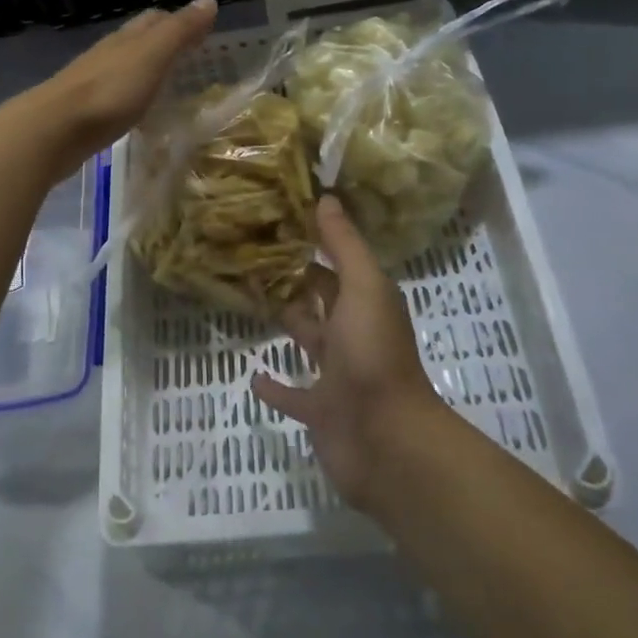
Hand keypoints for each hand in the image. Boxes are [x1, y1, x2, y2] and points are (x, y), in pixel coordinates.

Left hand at [21, 0, 218, 178]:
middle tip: (192, 59)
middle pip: (138, 41)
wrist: (54, 130)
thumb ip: (179, 31)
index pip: (155, 19)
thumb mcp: (152, 57)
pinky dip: (132, 98)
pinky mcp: (84, 111)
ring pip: (125, 68)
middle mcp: (108, 54)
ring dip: (146, 72)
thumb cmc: (109, 91)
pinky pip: (115, 96)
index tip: (203, 32)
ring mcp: (93, 82)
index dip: (179, 21)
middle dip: (163, 44)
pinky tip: (139, 113)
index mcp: (126, 38)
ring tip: (170, 86)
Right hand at [253, 195, 447, 513]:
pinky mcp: (319, 411)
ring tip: (251, 302)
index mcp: (365, 303)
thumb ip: (343, 245)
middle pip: (320, 301)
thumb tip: (326, 197)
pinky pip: (292, 395)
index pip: (336, 266)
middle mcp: (352, 334)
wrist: (387, 440)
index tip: (278, 223)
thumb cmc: (374, 355)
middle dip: (296, 282)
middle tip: (253, 258)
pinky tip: (253, 375)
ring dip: (288, 325)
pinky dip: (275, 386)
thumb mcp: (363, 288)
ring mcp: (336, 376)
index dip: (313, 245)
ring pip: (308, 341)